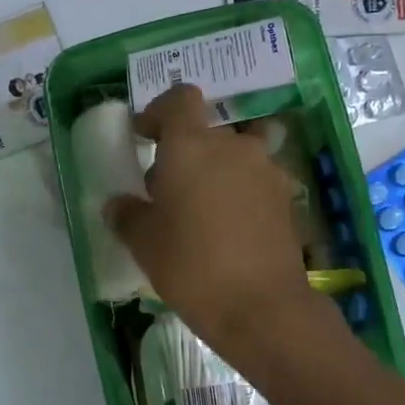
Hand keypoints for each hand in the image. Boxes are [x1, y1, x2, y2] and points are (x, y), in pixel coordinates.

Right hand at [105, 84, 313, 356]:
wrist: (262, 306)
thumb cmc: (191, 265)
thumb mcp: (144, 243)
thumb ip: (127, 215)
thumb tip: (118, 204)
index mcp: (192, 144)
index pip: (180, 98)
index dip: (159, 111)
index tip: (144, 136)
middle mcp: (233, 146)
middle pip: (207, 131)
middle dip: (185, 150)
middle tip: (166, 188)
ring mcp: (266, 171)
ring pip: (235, 155)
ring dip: (216, 170)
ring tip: (200, 209)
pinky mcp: (286, 199)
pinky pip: (255, 182)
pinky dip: (240, 193)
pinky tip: (229, 229)